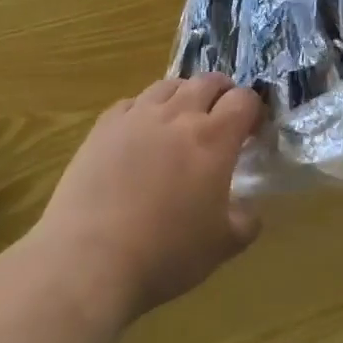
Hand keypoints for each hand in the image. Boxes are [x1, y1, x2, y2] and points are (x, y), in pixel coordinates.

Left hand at [34, 73, 263, 323]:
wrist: (89, 260)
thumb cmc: (165, 254)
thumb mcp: (221, 247)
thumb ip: (245, 222)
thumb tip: (249, 209)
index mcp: (214, 139)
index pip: (244, 100)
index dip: (253, 109)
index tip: (252, 129)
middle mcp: (178, 115)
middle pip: (208, 82)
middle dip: (222, 93)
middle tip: (222, 116)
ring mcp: (138, 116)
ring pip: (169, 85)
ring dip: (184, 95)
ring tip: (183, 117)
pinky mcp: (104, 126)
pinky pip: (133, 102)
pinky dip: (145, 109)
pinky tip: (142, 131)